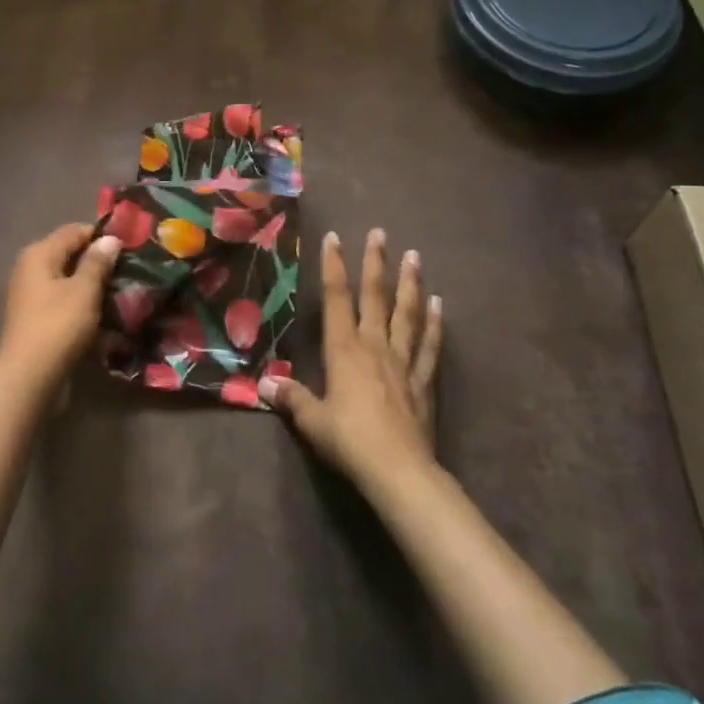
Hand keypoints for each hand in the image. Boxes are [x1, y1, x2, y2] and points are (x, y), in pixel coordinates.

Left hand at [0, 223, 121, 391]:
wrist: (29, 378)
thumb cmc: (58, 326)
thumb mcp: (84, 290)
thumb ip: (98, 262)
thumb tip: (110, 238)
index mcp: (40, 254)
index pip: (75, 231)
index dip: (102, 236)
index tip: (131, 246)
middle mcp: (32, 269)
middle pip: (71, 255)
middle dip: (100, 262)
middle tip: (131, 270)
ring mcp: (33, 295)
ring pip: (70, 281)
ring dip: (94, 286)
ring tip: (124, 293)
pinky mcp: (38, 318)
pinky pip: (66, 302)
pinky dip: (84, 305)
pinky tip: (106, 315)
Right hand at [260, 228, 441, 487]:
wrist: (398, 470)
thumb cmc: (349, 441)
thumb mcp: (312, 420)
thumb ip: (291, 398)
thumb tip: (264, 384)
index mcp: (344, 350)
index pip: (337, 299)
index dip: (334, 267)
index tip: (335, 238)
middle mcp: (375, 346)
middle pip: (375, 297)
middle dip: (375, 263)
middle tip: (381, 232)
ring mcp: (403, 362)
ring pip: (406, 314)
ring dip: (409, 284)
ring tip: (414, 256)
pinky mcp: (423, 382)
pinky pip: (430, 347)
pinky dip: (434, 325)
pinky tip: (439, 305)